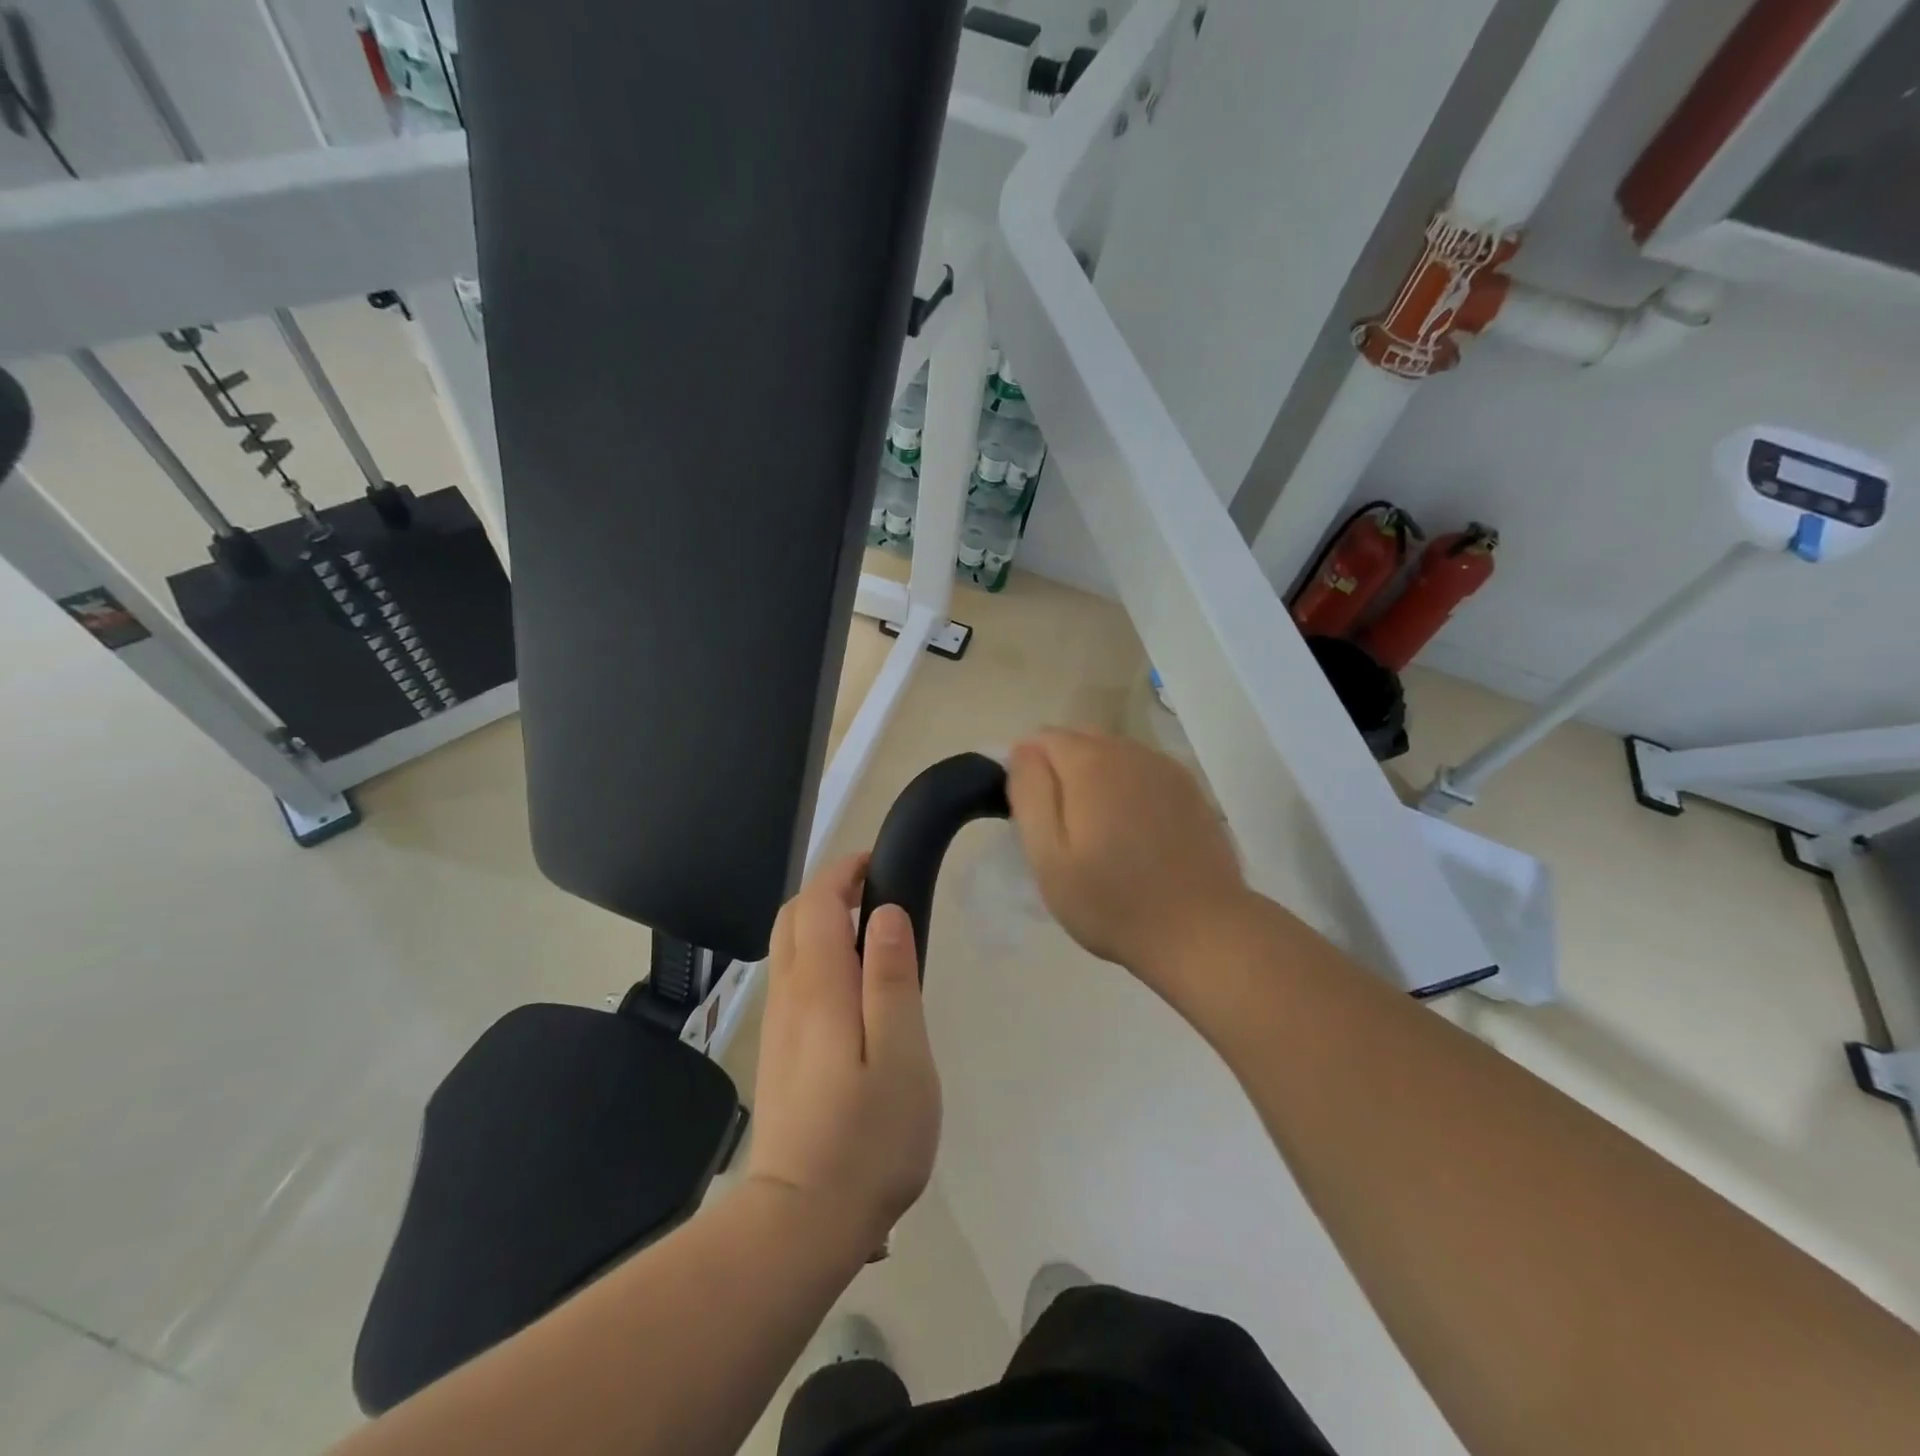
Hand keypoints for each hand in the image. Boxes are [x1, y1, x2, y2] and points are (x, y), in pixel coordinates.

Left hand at [745, 855, 940, 1249]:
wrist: (800, 1222)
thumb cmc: (867, 1139)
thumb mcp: (901, 1055)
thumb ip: (892, 979)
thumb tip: (887, 913)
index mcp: (819, 987)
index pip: (818, 902)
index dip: (844, 871)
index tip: (878, 864)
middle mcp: (788, 995)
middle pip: (794, 917)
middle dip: (830, 890)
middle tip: (878, 893)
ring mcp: (778, 1025)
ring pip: (788, 947)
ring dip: (822, 921)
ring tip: (873, 936)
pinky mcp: (778, 1051)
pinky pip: (791, 978)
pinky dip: (817, 955)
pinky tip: (853, 988)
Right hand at [1007, 728, 1251, 991]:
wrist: (1200, 931)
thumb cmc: (1111, 901)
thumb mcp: (1048, 855)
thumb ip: (1030, 792)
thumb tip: (1023, 750)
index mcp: (1091, 762)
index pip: (1042, 738)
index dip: (1029, 771)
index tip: (1033, 816)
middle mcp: (1130, 752)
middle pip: (1080, 740)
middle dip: (1062, 771)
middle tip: (1062, 828)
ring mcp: (1166, 769)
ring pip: (1114, 755)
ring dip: (1096, 779)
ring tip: (1099, 832)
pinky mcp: (1191, 790)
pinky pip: (1144, 773)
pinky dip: (1129, 789)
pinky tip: (1135, 832)